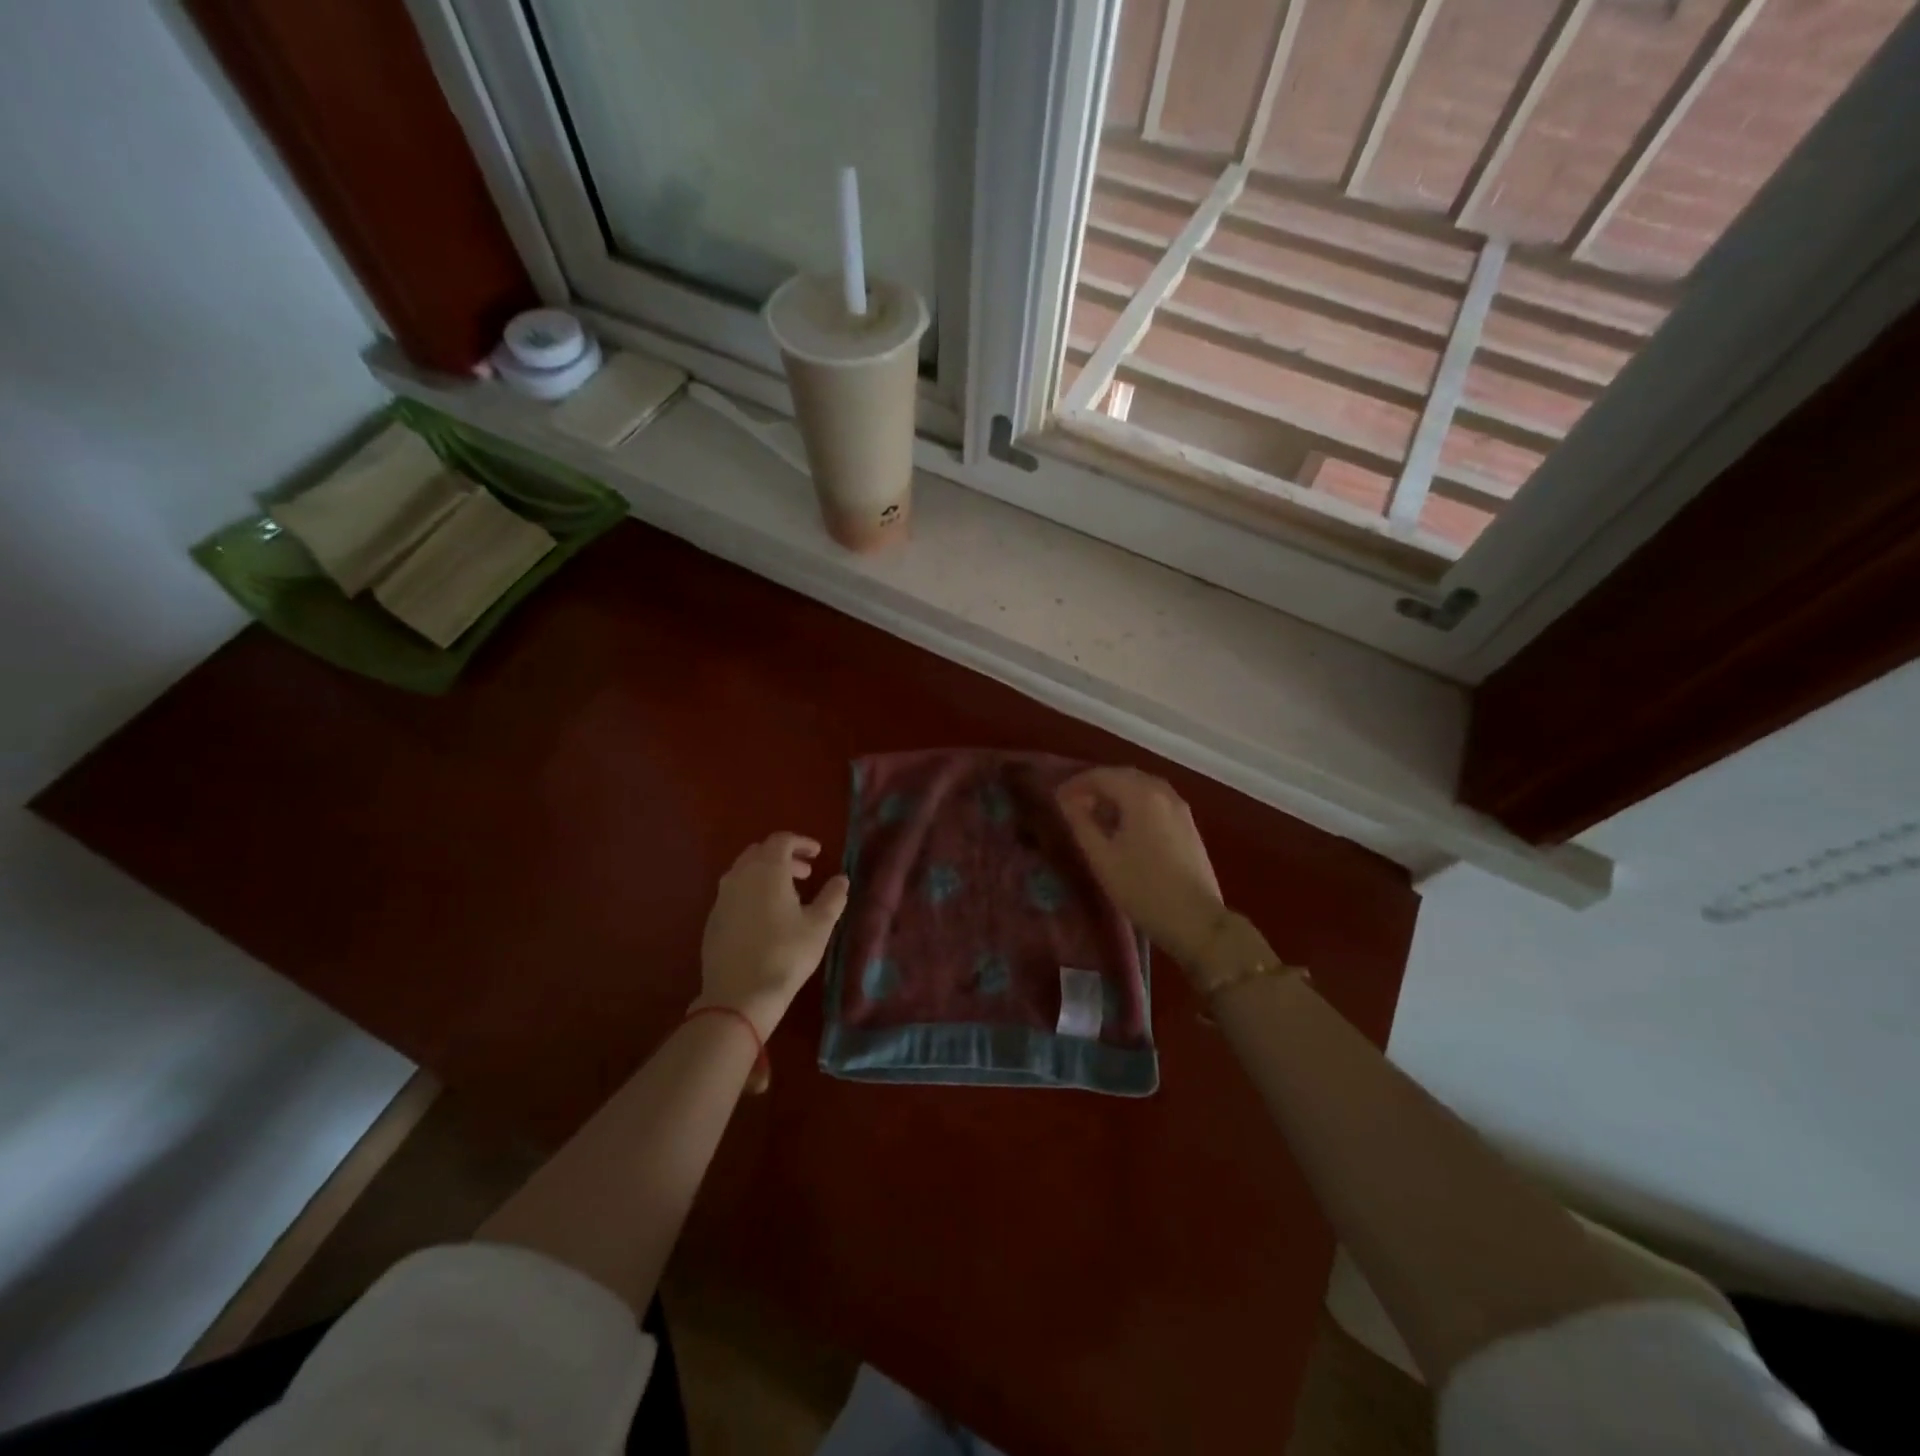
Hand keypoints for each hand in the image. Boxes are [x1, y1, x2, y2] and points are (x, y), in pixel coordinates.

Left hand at [696, 833, 849, 1039]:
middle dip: (784, 857)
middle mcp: (740, 875)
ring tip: (788, 895)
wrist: (738, 996)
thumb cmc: (785, 955)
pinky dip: (752, 891)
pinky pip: (734, 892)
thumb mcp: (819, 926)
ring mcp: (722, 897)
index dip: (801, 842)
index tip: (817, 853)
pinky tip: (765, 916)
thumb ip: (833, 897)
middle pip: (760, 852)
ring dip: (767, 874)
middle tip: (806, 873)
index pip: (781, 840)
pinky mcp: (713, 919)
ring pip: (744, 871)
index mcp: (767, 870)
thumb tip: (841, 879)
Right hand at [1058, 767, 1226, 968]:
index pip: (1102, 776)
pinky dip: (1134, 804)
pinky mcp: (1188, 824)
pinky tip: (1123, 827)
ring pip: (1141, 788)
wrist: (1196, 920)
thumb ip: (1081, 823)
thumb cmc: (1142, 889)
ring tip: (1096, 816)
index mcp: (1141, 795)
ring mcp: (1180, 807)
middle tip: (1074, 805)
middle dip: (1096, 786)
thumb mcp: (1102, 858)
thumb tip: (1067, 800)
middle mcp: (1163, 792)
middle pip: (1123, 776)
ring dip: (1116, 795)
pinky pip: (1155, 801)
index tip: (1057, 799)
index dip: (1076, 784)